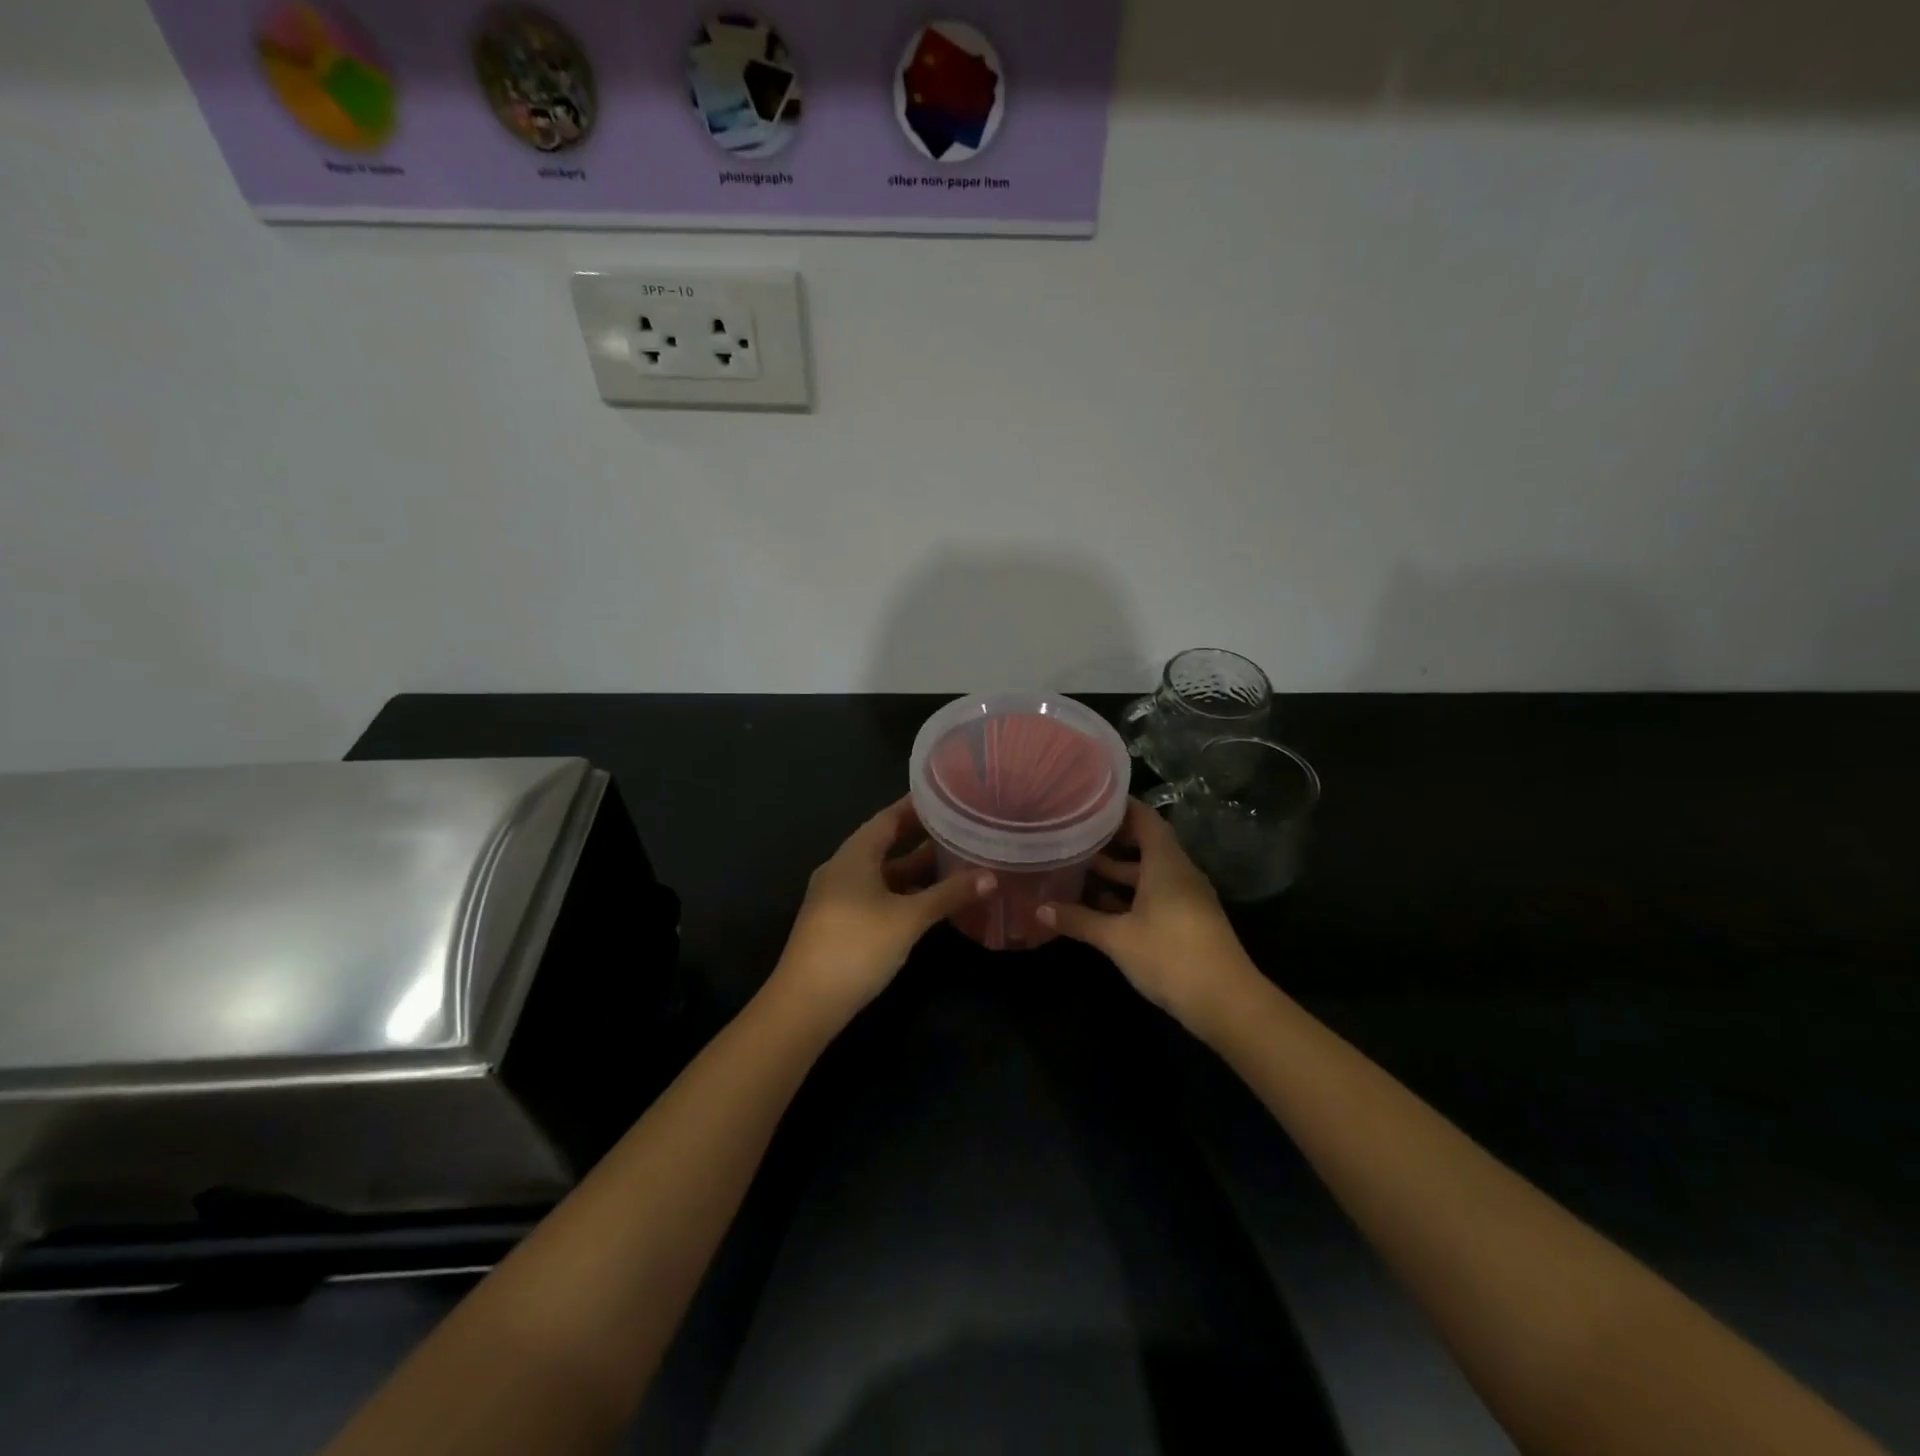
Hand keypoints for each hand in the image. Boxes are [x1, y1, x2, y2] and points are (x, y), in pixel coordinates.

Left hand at [773, 796, 994, 1022]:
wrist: (805, 1003)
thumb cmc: (857, 946)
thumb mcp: (909, 919)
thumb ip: (949, 895)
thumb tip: (991, 876)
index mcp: (853, 855)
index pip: (888, 817)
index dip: (917, 806)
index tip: (949, 797)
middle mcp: (843, 868)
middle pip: (885, 844)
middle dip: (922, 838)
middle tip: (960, 828)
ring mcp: (838, 897)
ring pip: (882, 873)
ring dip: (915, 869)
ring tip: (954, 861)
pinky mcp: (840, 923)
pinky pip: (877, 895)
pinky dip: (903, 892)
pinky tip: (929, 901)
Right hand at [1037, 799, 1257, 1034]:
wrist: (1226, 1003)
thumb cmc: (1170, 956)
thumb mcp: (1117, 937)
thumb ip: (1079, 920)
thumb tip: (1039, 909)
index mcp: (1166, 863)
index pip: (1144, 818)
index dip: (1119, 806)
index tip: (1088, 800)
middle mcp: (1179, 872)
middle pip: (1146, 842)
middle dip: (1112, 838)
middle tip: (1076, 831)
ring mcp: (1186, 897)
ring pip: (1149, 871)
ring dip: (1119, 869)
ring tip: (1080, 865)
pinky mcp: (1188, 920)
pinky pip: (1155, 893)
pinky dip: (1130, 893)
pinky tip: (1101, 904)